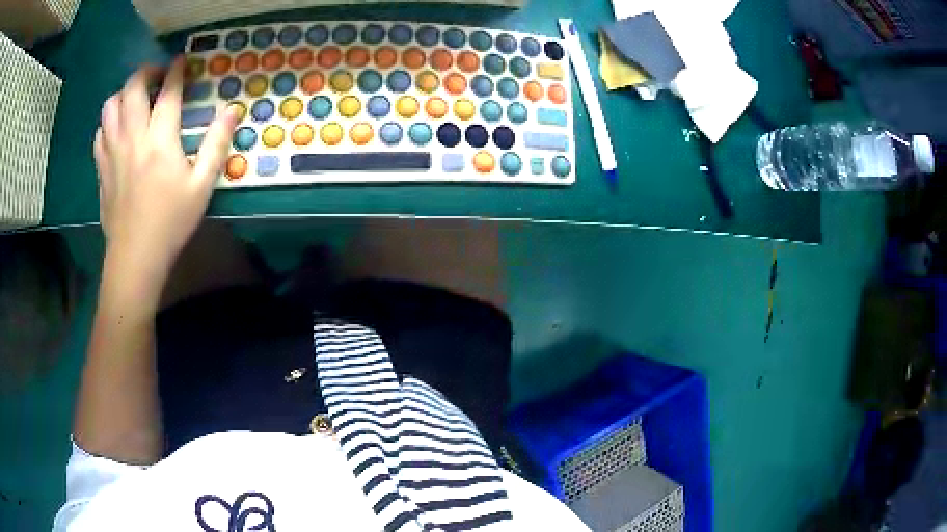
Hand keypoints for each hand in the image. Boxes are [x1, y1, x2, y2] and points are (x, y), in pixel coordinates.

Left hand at [94, 56, 239, 283]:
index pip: (168, 92)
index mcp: (160, 140)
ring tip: (135, 100)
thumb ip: (217, 144)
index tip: (182, 61)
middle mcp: (132, 137)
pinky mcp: (101, 168)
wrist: (135, 257)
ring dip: (124, 94)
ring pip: (111, 106)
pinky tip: (119, 129)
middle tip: (157, 76)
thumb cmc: (171, 222)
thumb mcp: (202, 186)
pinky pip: (100, 131)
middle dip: (146, 72)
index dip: (176, 71)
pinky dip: (109, 121)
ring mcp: (112, 151)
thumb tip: (232, 110)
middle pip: (133, 88)